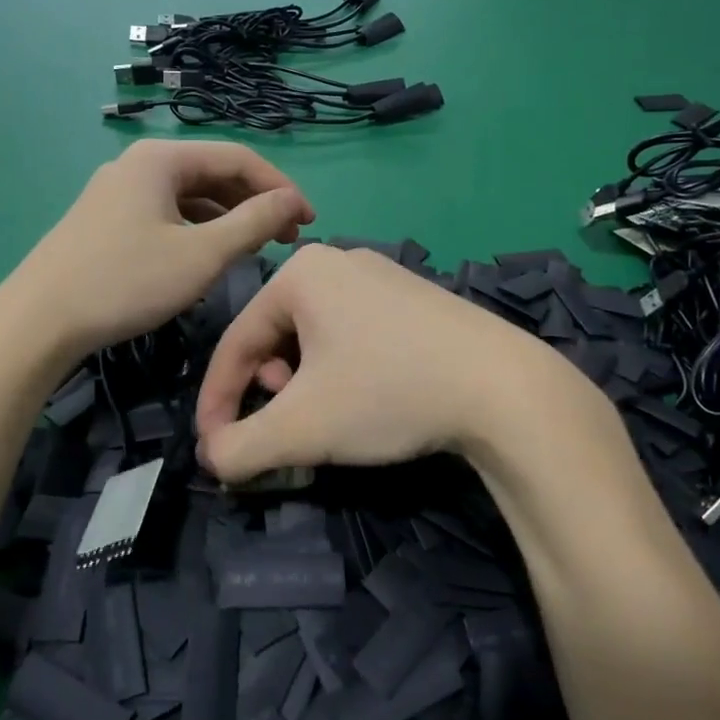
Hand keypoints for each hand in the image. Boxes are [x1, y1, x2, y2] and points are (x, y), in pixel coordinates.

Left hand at [9, 141, 312, 359]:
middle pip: (212, 174)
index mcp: (161, 159)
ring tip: (255, 249)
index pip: (239, 158)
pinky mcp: (105, 219)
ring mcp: (117, 191)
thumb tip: (293, 201)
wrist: (38, 321)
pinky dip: (196, 230)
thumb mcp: (202, 255)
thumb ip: (254, 223)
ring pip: (188, 197)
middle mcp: (138, 164)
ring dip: (227, 219)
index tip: (308, 222)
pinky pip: (165, 214)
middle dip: (254, 204)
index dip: (280, 188)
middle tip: (286, 240)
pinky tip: (209, 256)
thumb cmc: (126, 282)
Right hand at [195, 245, 574, 481]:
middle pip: (275, 335)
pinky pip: (354, 333)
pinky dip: (341, 370)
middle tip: (286, 426)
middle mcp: (339, 261)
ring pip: (315, 336)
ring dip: (303, 383)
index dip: (217, 400)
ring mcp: (383, 277)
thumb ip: (241, 447)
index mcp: (302, 272)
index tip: (213, 448)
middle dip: (267, 389)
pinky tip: (367, 398)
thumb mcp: (303, 427)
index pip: (236, 340)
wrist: (505, 388)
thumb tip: (214, 458)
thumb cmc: (388, 392)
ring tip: (325, 415)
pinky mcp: (415, 299)